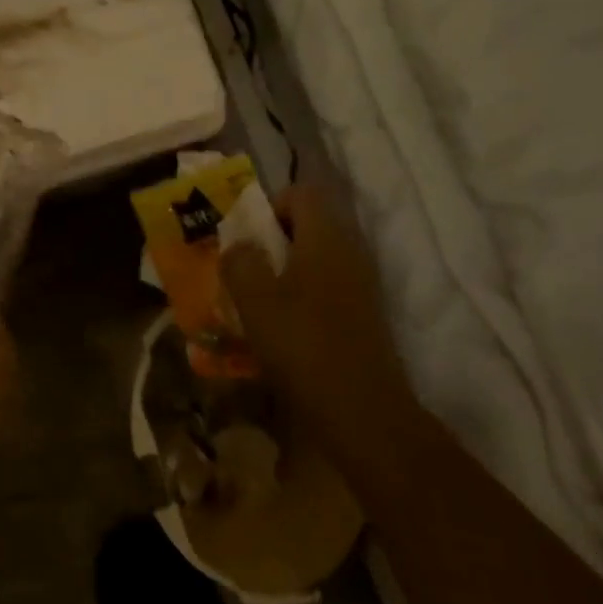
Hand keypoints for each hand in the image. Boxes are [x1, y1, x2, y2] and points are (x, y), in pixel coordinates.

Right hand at [220, 181, 407, 427]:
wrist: (362, 410)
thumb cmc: (303, 346)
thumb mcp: (255, 300)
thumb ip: (240, 262)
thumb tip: (239, 244)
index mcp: (326, 237)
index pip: (302, 192)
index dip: (271, 204)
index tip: (248, 237)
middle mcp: (350, 251)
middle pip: (311, 223)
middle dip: (274, 239)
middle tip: (246, 268)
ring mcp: (362, 284)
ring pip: (317, 256)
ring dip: (285, 269)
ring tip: (258, 299)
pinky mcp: (364, 313)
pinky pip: (327, 285)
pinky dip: (302, 293)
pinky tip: (282, 326)